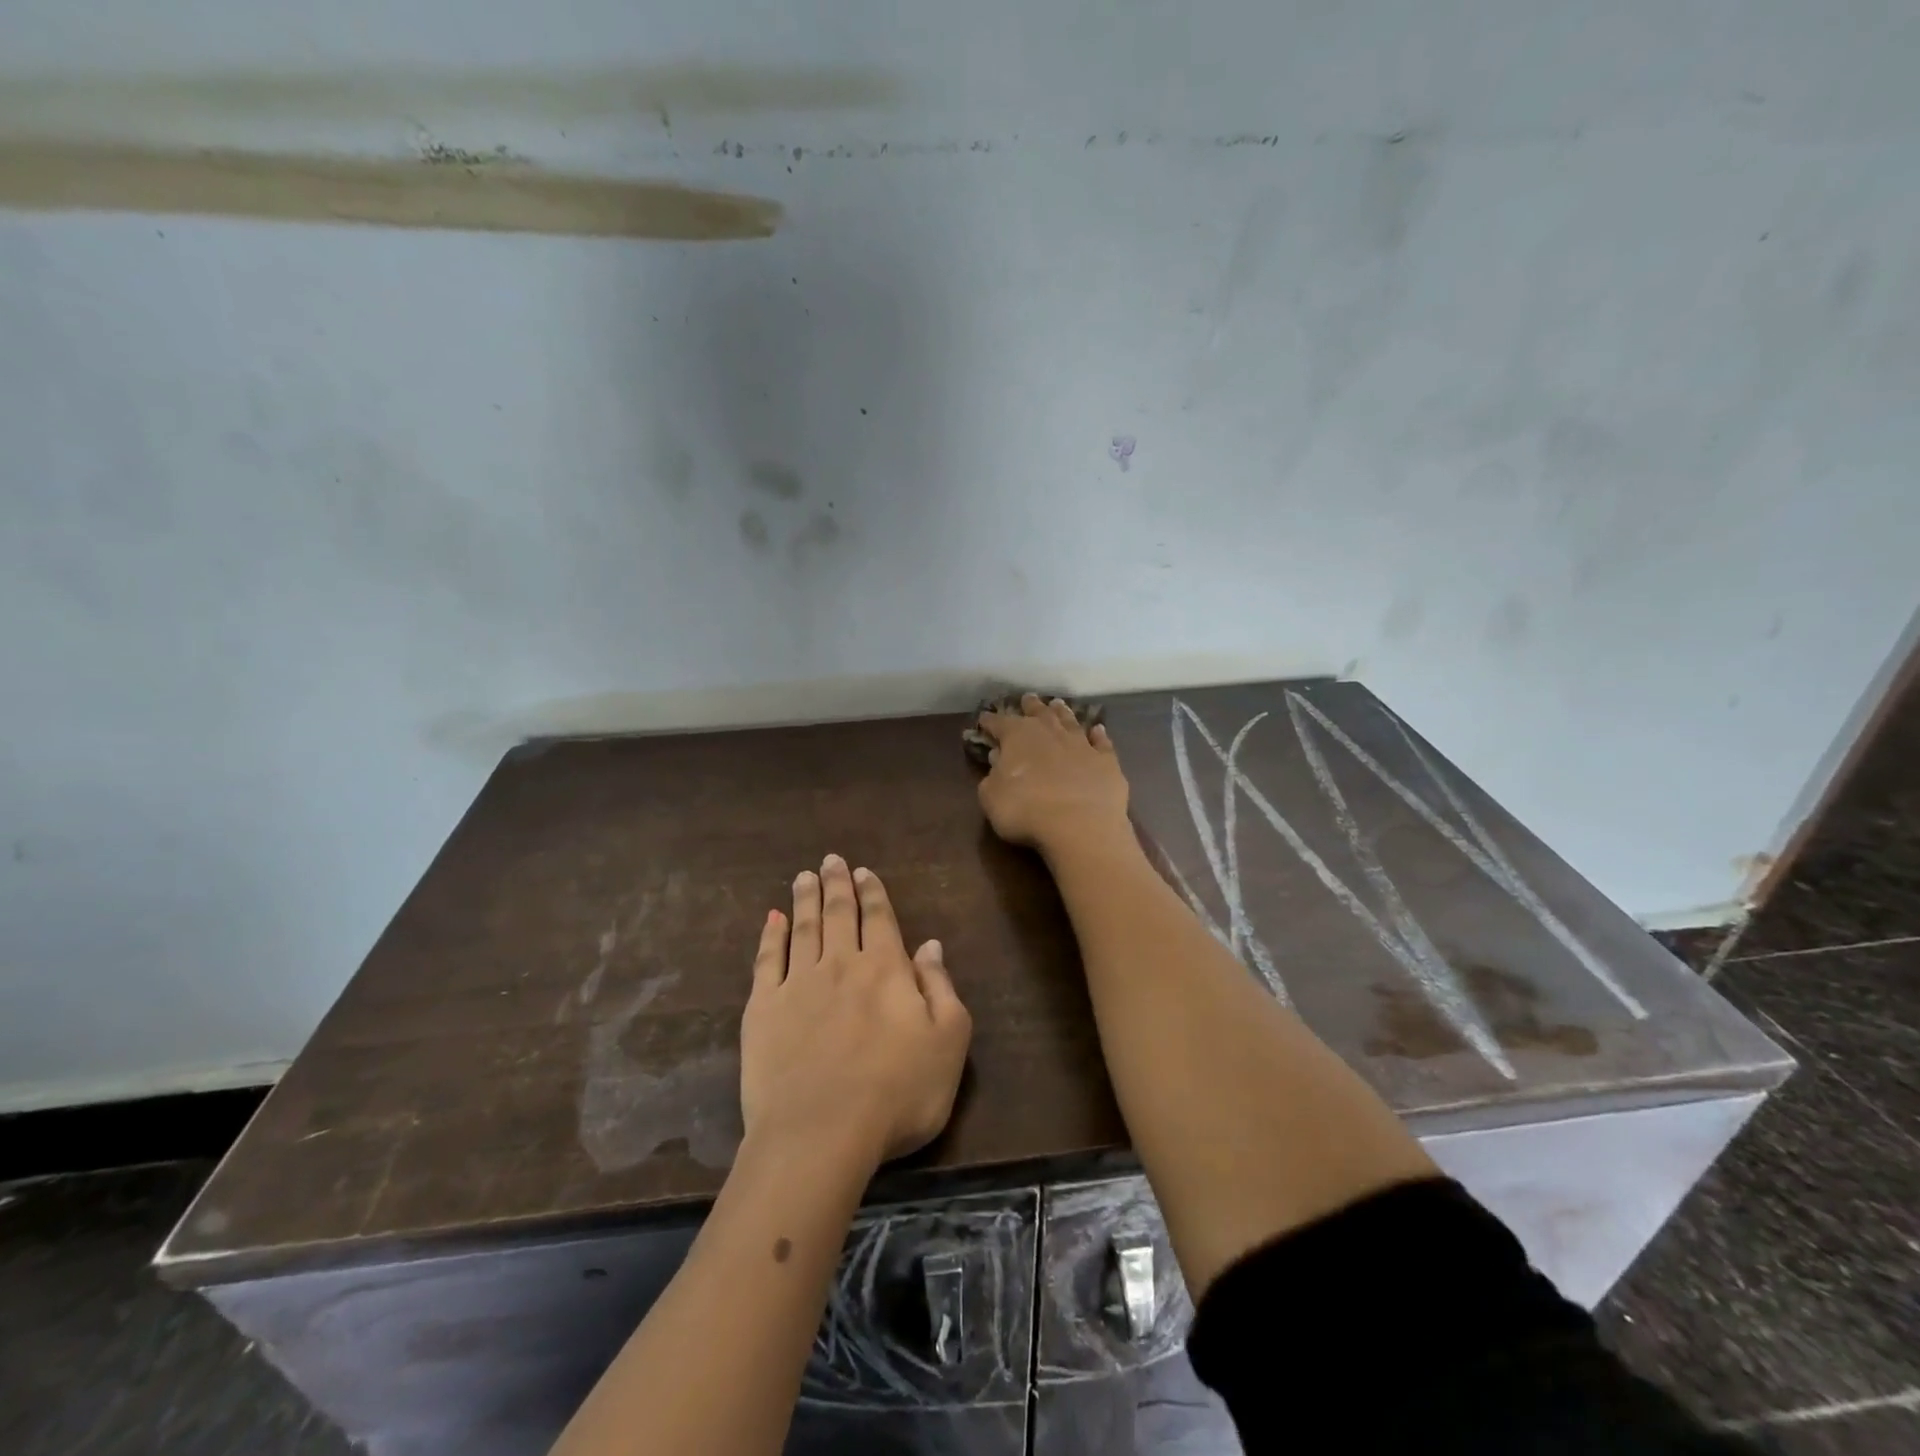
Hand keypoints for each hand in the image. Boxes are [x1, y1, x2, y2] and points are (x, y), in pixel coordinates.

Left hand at [742, 855, 972, 1166]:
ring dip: (805, 899)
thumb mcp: (948, 1042)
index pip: (879, 919)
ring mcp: (797, 984)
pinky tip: (771, 920)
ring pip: (803, 928)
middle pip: (839, 914)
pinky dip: (770, 936)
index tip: (862, 871)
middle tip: (830, 860)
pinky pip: (766, 961)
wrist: (820, 1135)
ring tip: (804, 877)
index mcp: (886, 969)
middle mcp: (841, 964)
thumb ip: (940, 988)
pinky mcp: (762, 1009)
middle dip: (836, 884)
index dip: (872, 892)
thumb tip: (930, 945)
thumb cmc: (897, 1094)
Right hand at [975, 694, 1130, 855]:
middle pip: (1038, 713)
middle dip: (1030, 706)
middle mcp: (1050, 732)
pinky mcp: (1106, 761)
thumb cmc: (1025, 810)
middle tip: (1027, 699)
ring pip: (1069, 721)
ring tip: (1058, 704)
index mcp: (1018, 736)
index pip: (999, 723)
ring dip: (1062, 713)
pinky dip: (1098, 735)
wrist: (1080, 825)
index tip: (984, 719)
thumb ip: (991, 776)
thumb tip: (997, 758)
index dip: (990, 721)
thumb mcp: (992, 797)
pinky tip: (1098, 730)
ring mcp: (1081, 744)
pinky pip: (1101, 743)